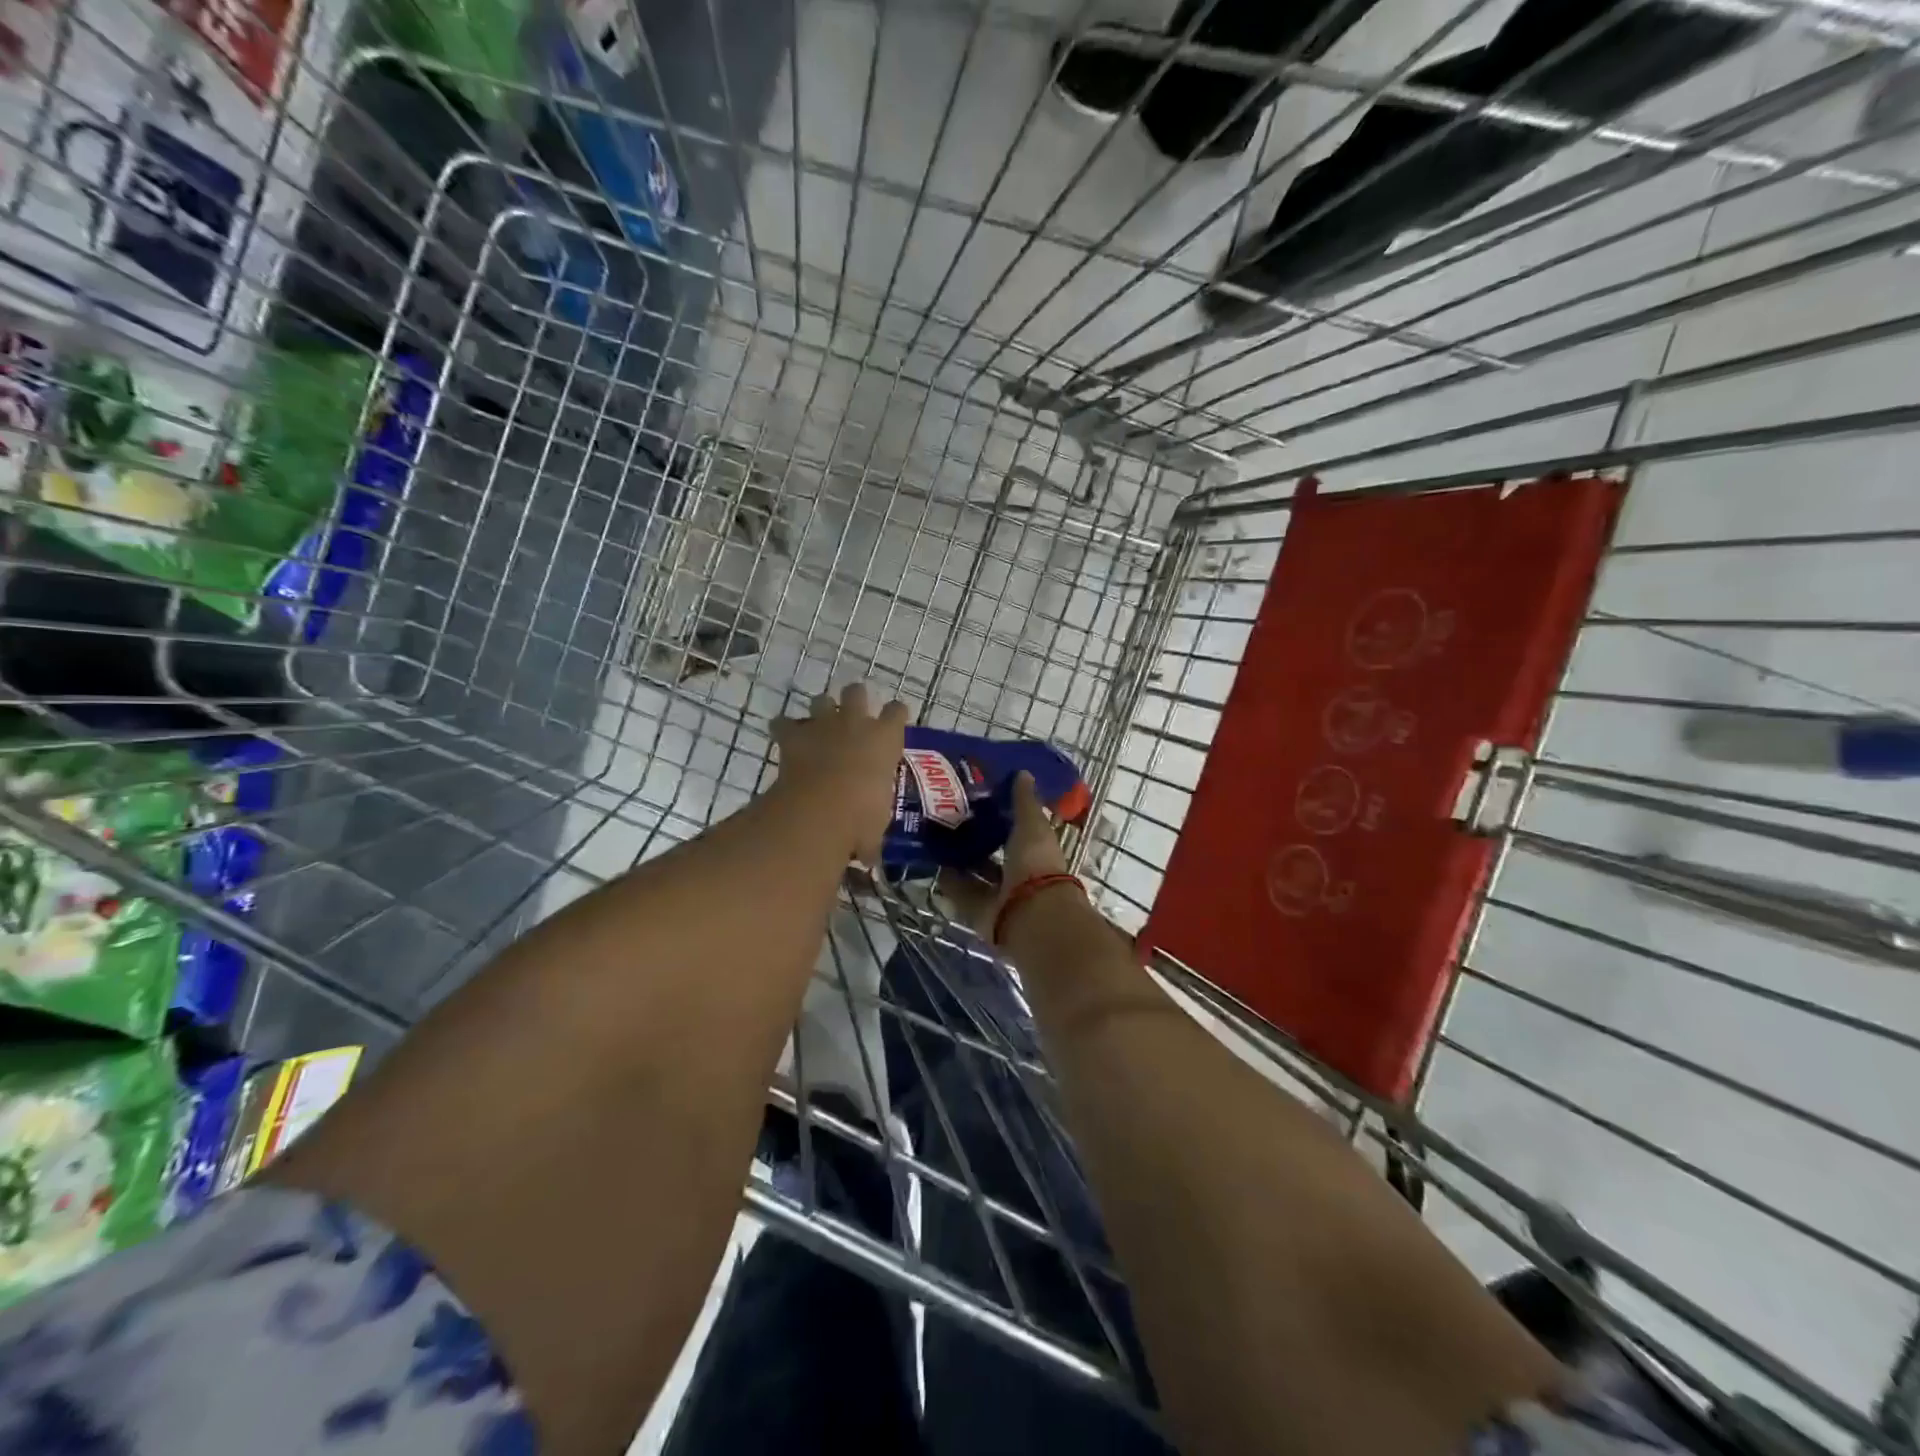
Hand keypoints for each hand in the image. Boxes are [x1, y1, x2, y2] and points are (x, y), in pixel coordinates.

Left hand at [772, 683, 907, 862]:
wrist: (821, 808)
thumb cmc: (862, 816)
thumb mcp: (875, 828)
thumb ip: (872, 836)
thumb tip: (869, 856)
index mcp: (886, 738)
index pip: (897, 711)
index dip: (894, 715)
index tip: (892, 722)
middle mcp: (857, 722)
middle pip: (857, 692)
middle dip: (855, 699)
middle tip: (852, 716)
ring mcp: (823, 725)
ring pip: (822, 699)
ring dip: (820, 709)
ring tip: (819, 726)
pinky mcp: (792, 736)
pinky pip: (784, 723)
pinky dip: (784, 730)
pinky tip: (784, 739)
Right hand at [939, 772, 1071, 938]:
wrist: (1030, 915)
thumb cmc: (1035, 863)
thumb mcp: (1031, 825)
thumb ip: (1024, 801)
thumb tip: (1023, 773)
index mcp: (1037, 851)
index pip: (1019, 830)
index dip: (1002, 815)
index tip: (980, 798)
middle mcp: (1019, 874)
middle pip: (995, 853)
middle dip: (977, 838)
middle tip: (950, 817)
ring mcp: (1000, 896)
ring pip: (976, 874)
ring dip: (960, 860)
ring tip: (935, 838)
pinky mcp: (981, 913)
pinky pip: (962, 893)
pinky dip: (949, 881)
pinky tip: (932, 864)